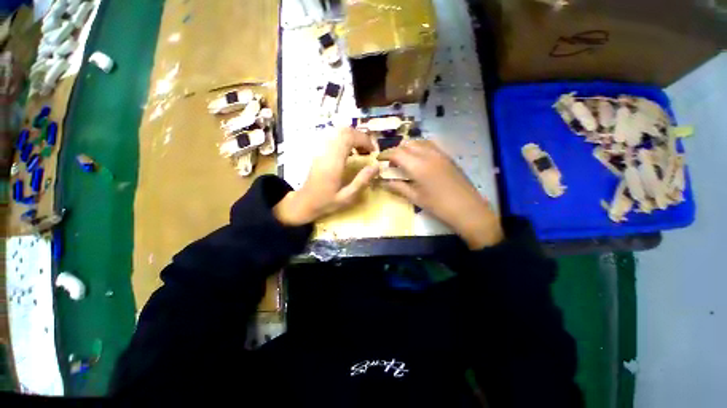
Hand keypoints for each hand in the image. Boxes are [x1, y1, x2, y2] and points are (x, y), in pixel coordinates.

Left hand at [274, 127, 378, 225]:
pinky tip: (350, 152)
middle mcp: (326, 152)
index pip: (349, 138)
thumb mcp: (347, 197)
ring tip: (361, 150)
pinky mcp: (319, 152)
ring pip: (338, 132)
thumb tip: (376, 166)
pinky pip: (333, 138)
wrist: (304, 202)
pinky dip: (345, 140)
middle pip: (344, 131)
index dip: (364, 140)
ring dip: (353, 137)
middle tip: (369, 150)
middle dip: (360, 137)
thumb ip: (362, 181)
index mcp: (334, 162)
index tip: (373, 150)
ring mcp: (320, 150)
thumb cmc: (326, 202)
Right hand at [379, 140, 502, 248]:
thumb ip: (398, 187)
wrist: (467, 209)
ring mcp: (439, 153)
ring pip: (419, 142)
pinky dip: (419, 148)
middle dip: (396, 151)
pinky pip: (429, 145)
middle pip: (407, 144)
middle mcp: (428, 154)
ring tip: (405, 160)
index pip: (396, 153)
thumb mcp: (415, 197)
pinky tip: (419, 160)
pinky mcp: (447, 156)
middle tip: (392, 163)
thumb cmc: (438, 205)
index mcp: (418, 166)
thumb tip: (383, 182)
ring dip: (408, 148)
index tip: (379, 159)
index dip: (385, 154)